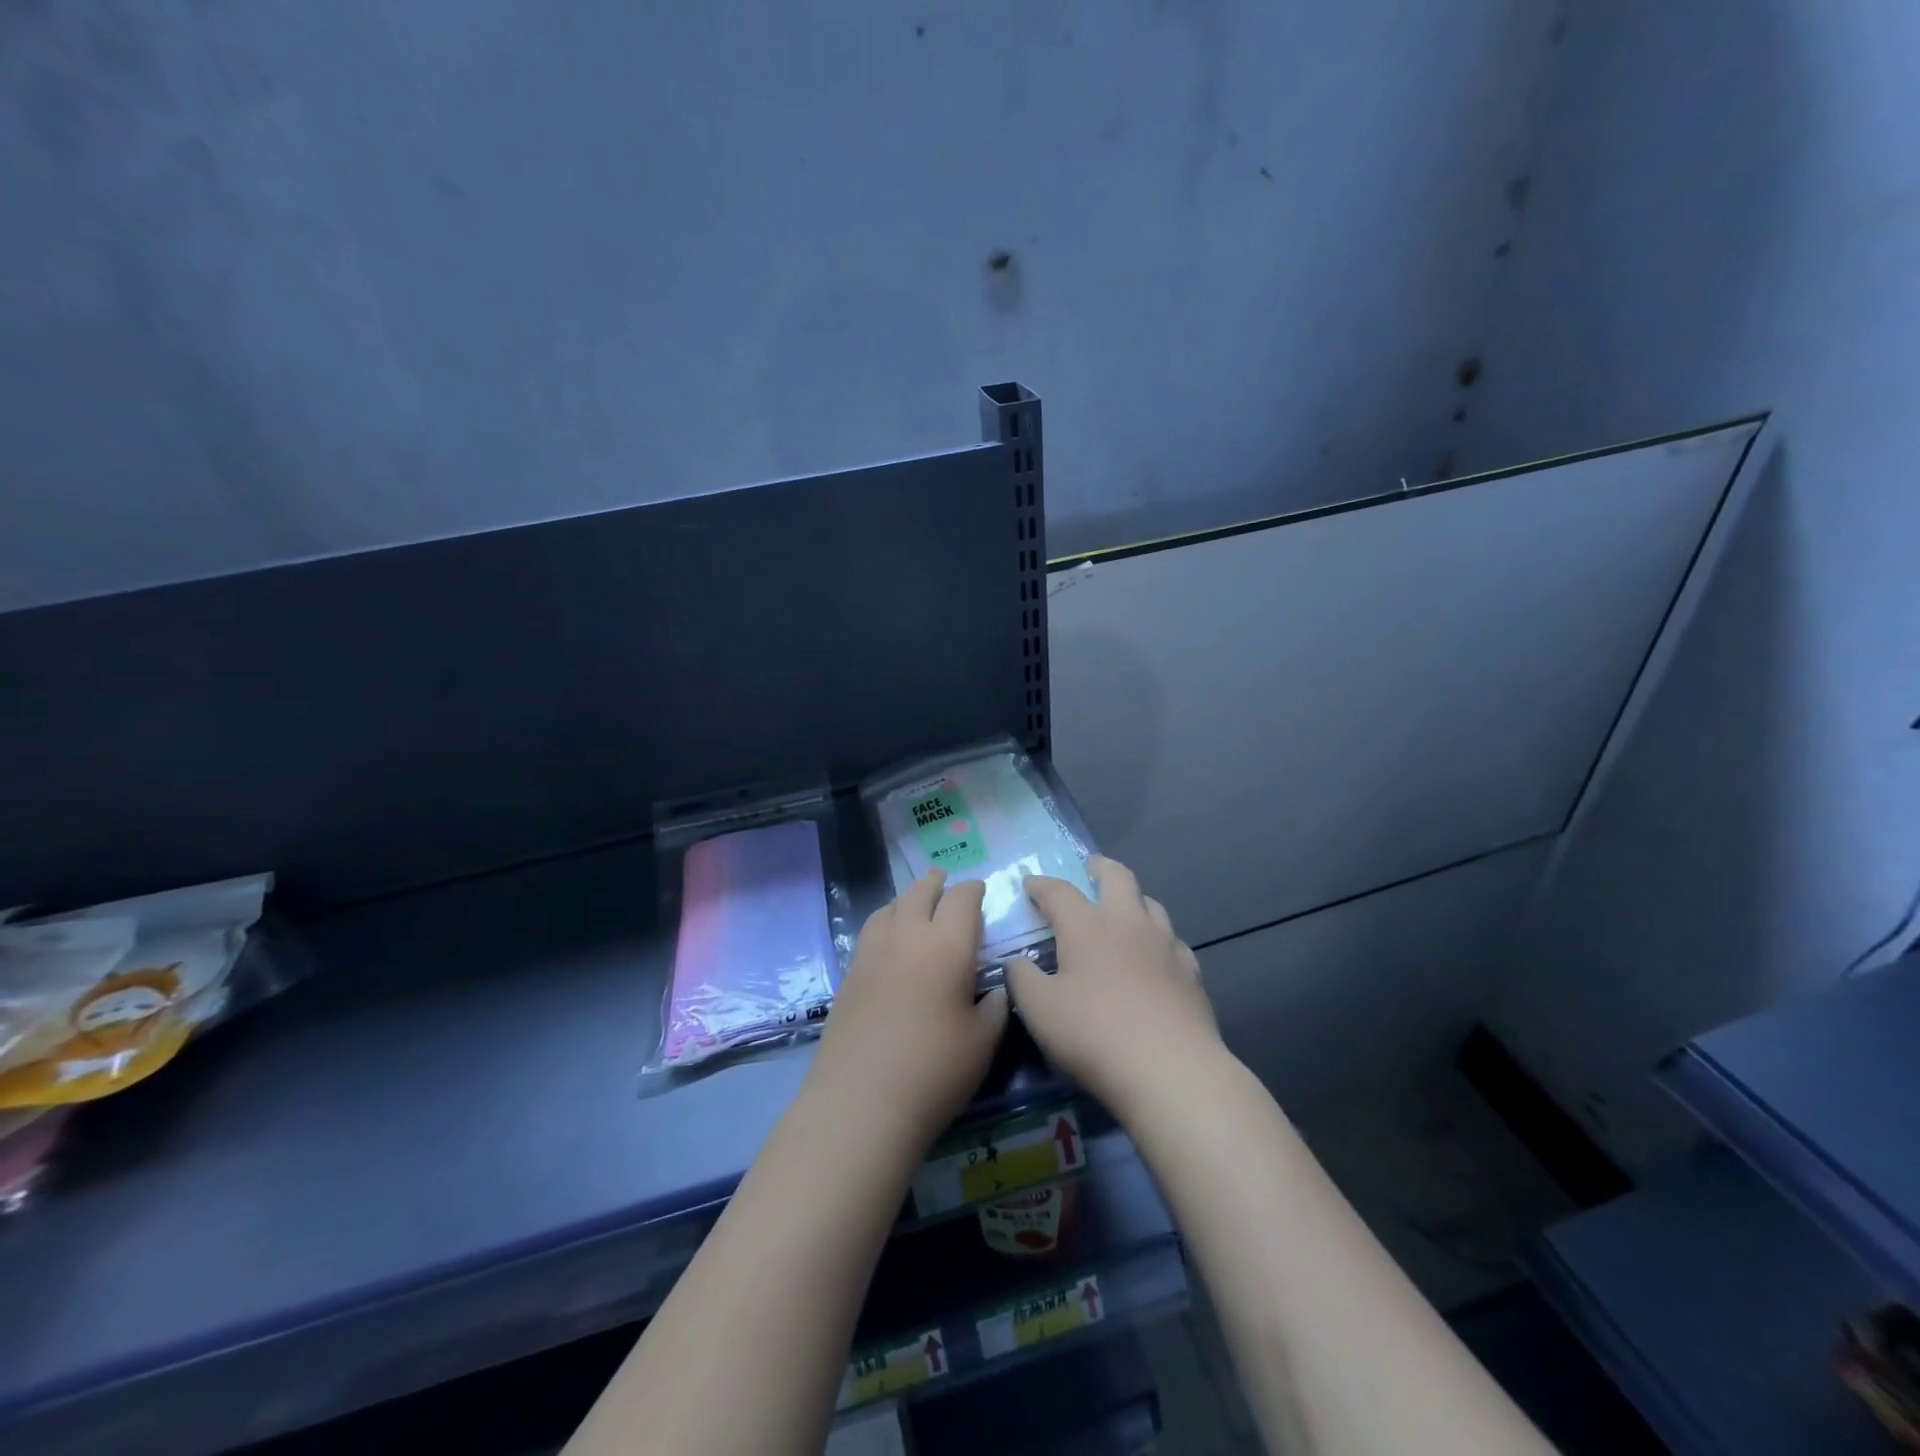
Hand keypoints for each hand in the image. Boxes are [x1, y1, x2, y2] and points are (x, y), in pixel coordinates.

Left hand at [806, 871, 1008, 1143]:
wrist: (862, 1101)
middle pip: (921, 892)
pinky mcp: (851, 972)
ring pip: (891, 905)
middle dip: (937, 882)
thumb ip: (997, 1006)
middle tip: (946, 880)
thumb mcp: (984, 1041)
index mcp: (947, 944)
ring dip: (908, 897)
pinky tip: (891, 937)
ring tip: (917, 902)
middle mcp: (908, 935)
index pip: (962, 898)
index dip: (974, 890)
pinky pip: (872, 928)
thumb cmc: (935, 1070)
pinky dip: (887, 919)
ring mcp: (873, 951)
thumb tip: (998, 987)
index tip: (981, 891)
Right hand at [1005, 856, 1222, 1118]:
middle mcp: (1128, 923)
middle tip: (1090, 869)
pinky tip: (1154, 956)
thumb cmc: (1095, 1034)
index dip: (1040, 885)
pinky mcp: (1191, 973)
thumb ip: (1022, 978)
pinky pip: (1172, 941)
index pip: (1059, 891)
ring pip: (1151, 904)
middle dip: (1100, 868)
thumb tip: (1018, 961)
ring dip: (1133, 899)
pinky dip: (1157, 939)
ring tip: (1122, 911)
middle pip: (1118, 877)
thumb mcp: (1040, 1010)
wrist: (1172, 1070)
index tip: (1029, 884)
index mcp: (1087, 925)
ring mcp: (1166, 945)